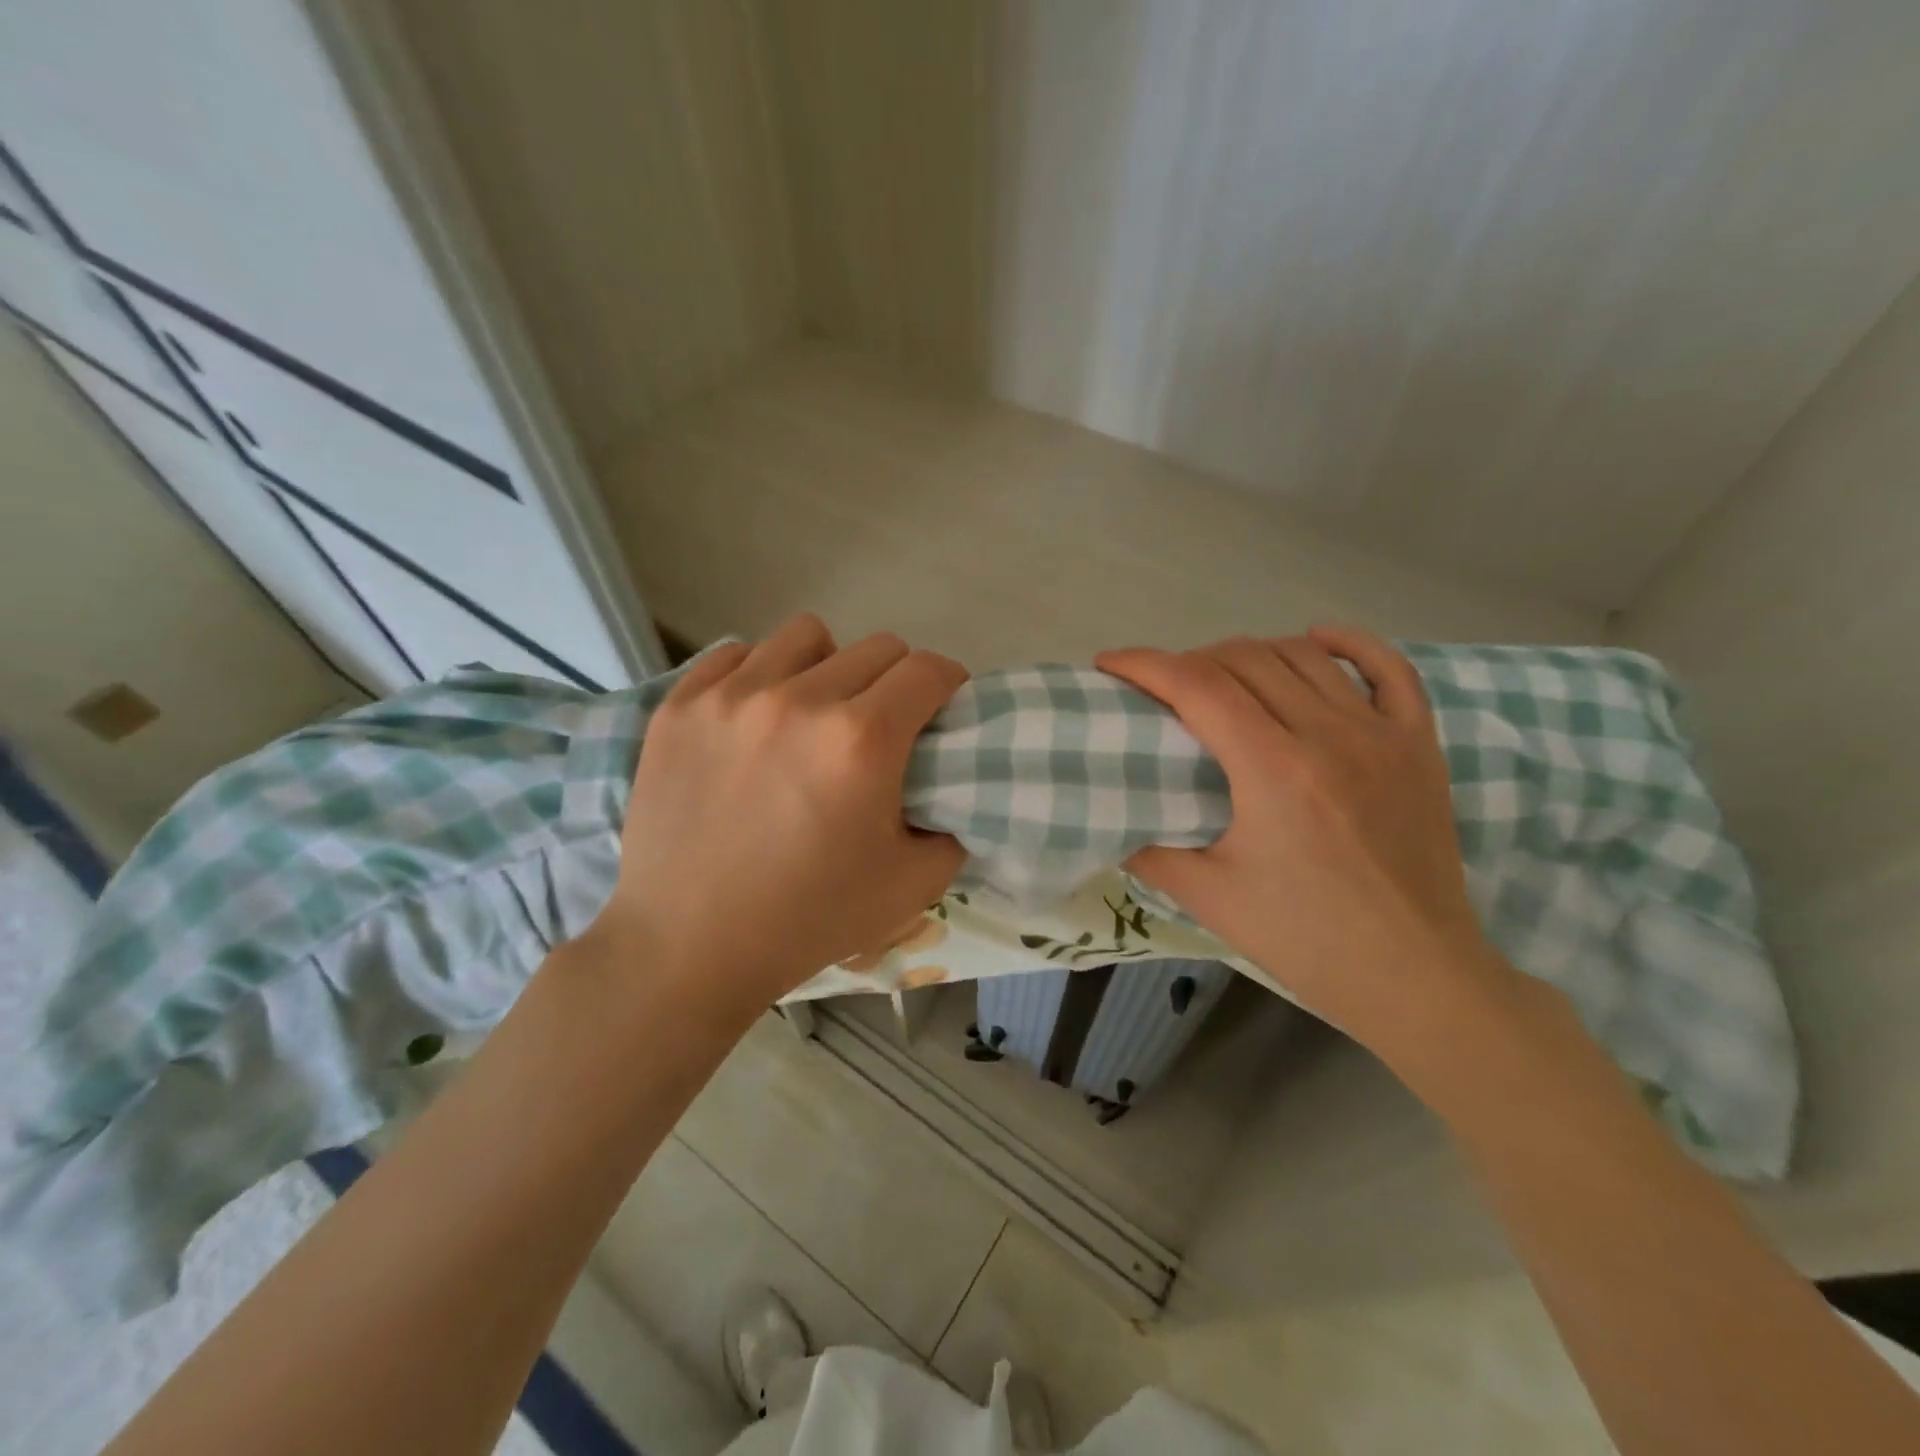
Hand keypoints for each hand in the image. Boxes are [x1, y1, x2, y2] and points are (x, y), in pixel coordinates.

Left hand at [589, 615, 969, 1008]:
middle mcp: (799, 699)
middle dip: (897, 680)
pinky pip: (737, 654)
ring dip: (829, 665)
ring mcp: (731, 696)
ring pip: (806, 636)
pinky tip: (757, 716)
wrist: (688, 946)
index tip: (942, 710)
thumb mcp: (912, 886)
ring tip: (815, 711)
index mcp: (862, 740)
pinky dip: (760, 673)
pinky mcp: (680, 705)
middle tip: (884, 725)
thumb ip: (953, 828)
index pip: (928, 671)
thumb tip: (950, 791)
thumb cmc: (808, 920)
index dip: (949, 684)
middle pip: (877, 647)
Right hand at [1095, 626, 1514, 1050]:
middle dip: (1189, 661)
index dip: (1145, 664)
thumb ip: (1149, 851)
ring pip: (1303, 655)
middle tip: (1161, 690)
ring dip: (1249, 653)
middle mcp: (1328, 735)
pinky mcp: (1419, 744)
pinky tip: (1314, 640)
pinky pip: (1388, 668)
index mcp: (1273, 770)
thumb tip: (1112, 821)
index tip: (1110, 664)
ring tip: (1221, 677)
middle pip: (1244, 659)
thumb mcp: (1209, 898)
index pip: (1197, 686)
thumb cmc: (1307, 941)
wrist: (1416, 977)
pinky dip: (1347, 642)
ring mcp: (1381, 733)